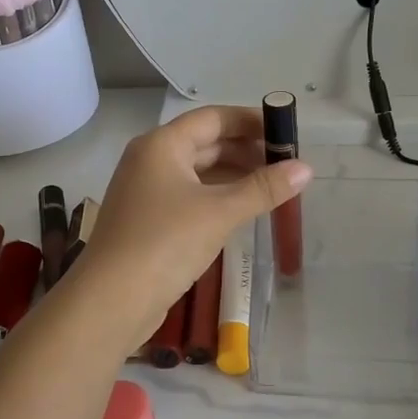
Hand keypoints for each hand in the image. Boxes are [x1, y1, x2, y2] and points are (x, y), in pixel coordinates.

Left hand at [79, 105, 310, 339]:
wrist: (111, 300)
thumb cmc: (165, 243)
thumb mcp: (220, 212)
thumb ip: (263, 188)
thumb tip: (306, 168)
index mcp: (162, 144)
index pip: (213, 118)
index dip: (251, 121)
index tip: (286, 132)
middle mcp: (150, 160)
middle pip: (205, 143)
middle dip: (246, 150)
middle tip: (286, 163)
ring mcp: (146, 191)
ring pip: (197, 172)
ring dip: (233, 176)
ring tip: (273, 187)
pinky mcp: (148, 220)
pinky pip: (189, 196)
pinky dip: (217, 197)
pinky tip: (242, 210)